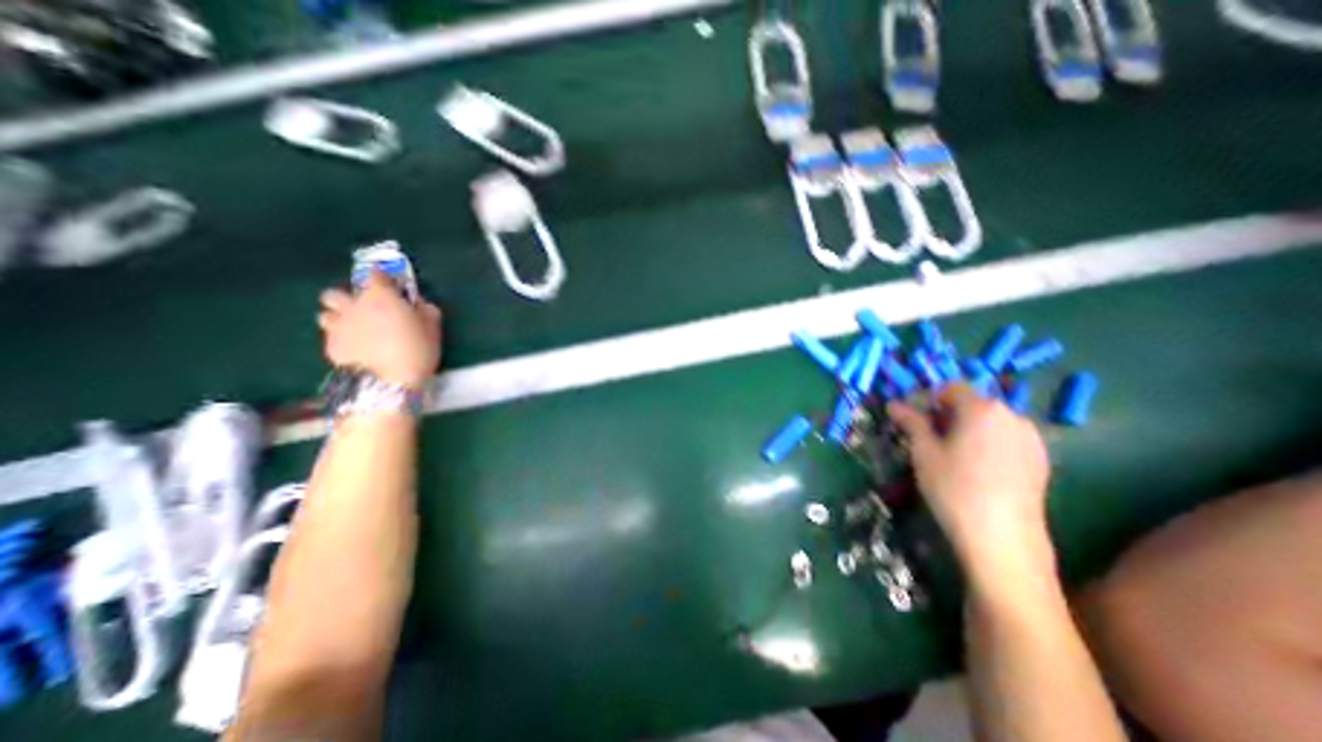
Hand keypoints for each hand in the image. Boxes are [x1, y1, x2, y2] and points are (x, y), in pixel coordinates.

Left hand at [319, 269, 442, 389]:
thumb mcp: (433, 327)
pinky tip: (356, 348)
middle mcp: (352, 305)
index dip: (382, 277)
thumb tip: (417, 302)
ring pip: (326, 313)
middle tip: (366, 309)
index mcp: (379, 296)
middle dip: (348, 297)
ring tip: (356, 329)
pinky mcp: (329, 346)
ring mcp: (337, 326)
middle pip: (336, 292)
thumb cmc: (417, 349)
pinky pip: (330, 335)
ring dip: (339, 317)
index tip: (391, 284)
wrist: (389, 382)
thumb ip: (425, 309)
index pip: (374, 274)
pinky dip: (341, 337)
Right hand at [886, 385, 1055, 581]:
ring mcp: (1031, 438)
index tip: (914, 421)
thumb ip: (911, 422)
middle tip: (929, 439)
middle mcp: (1012, 415)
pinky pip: (1006, 439)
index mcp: (982, 408)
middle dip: (948, 415)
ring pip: (990, 422)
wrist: (1002, 537)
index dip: (928, 400)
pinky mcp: (1041, 460)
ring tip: (952, 456)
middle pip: (973, 403)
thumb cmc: (954, 487)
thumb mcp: (923, 451)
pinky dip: (988, 443)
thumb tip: (894, 404)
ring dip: (968, 429)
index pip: (951, 388)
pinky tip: (976, 469)